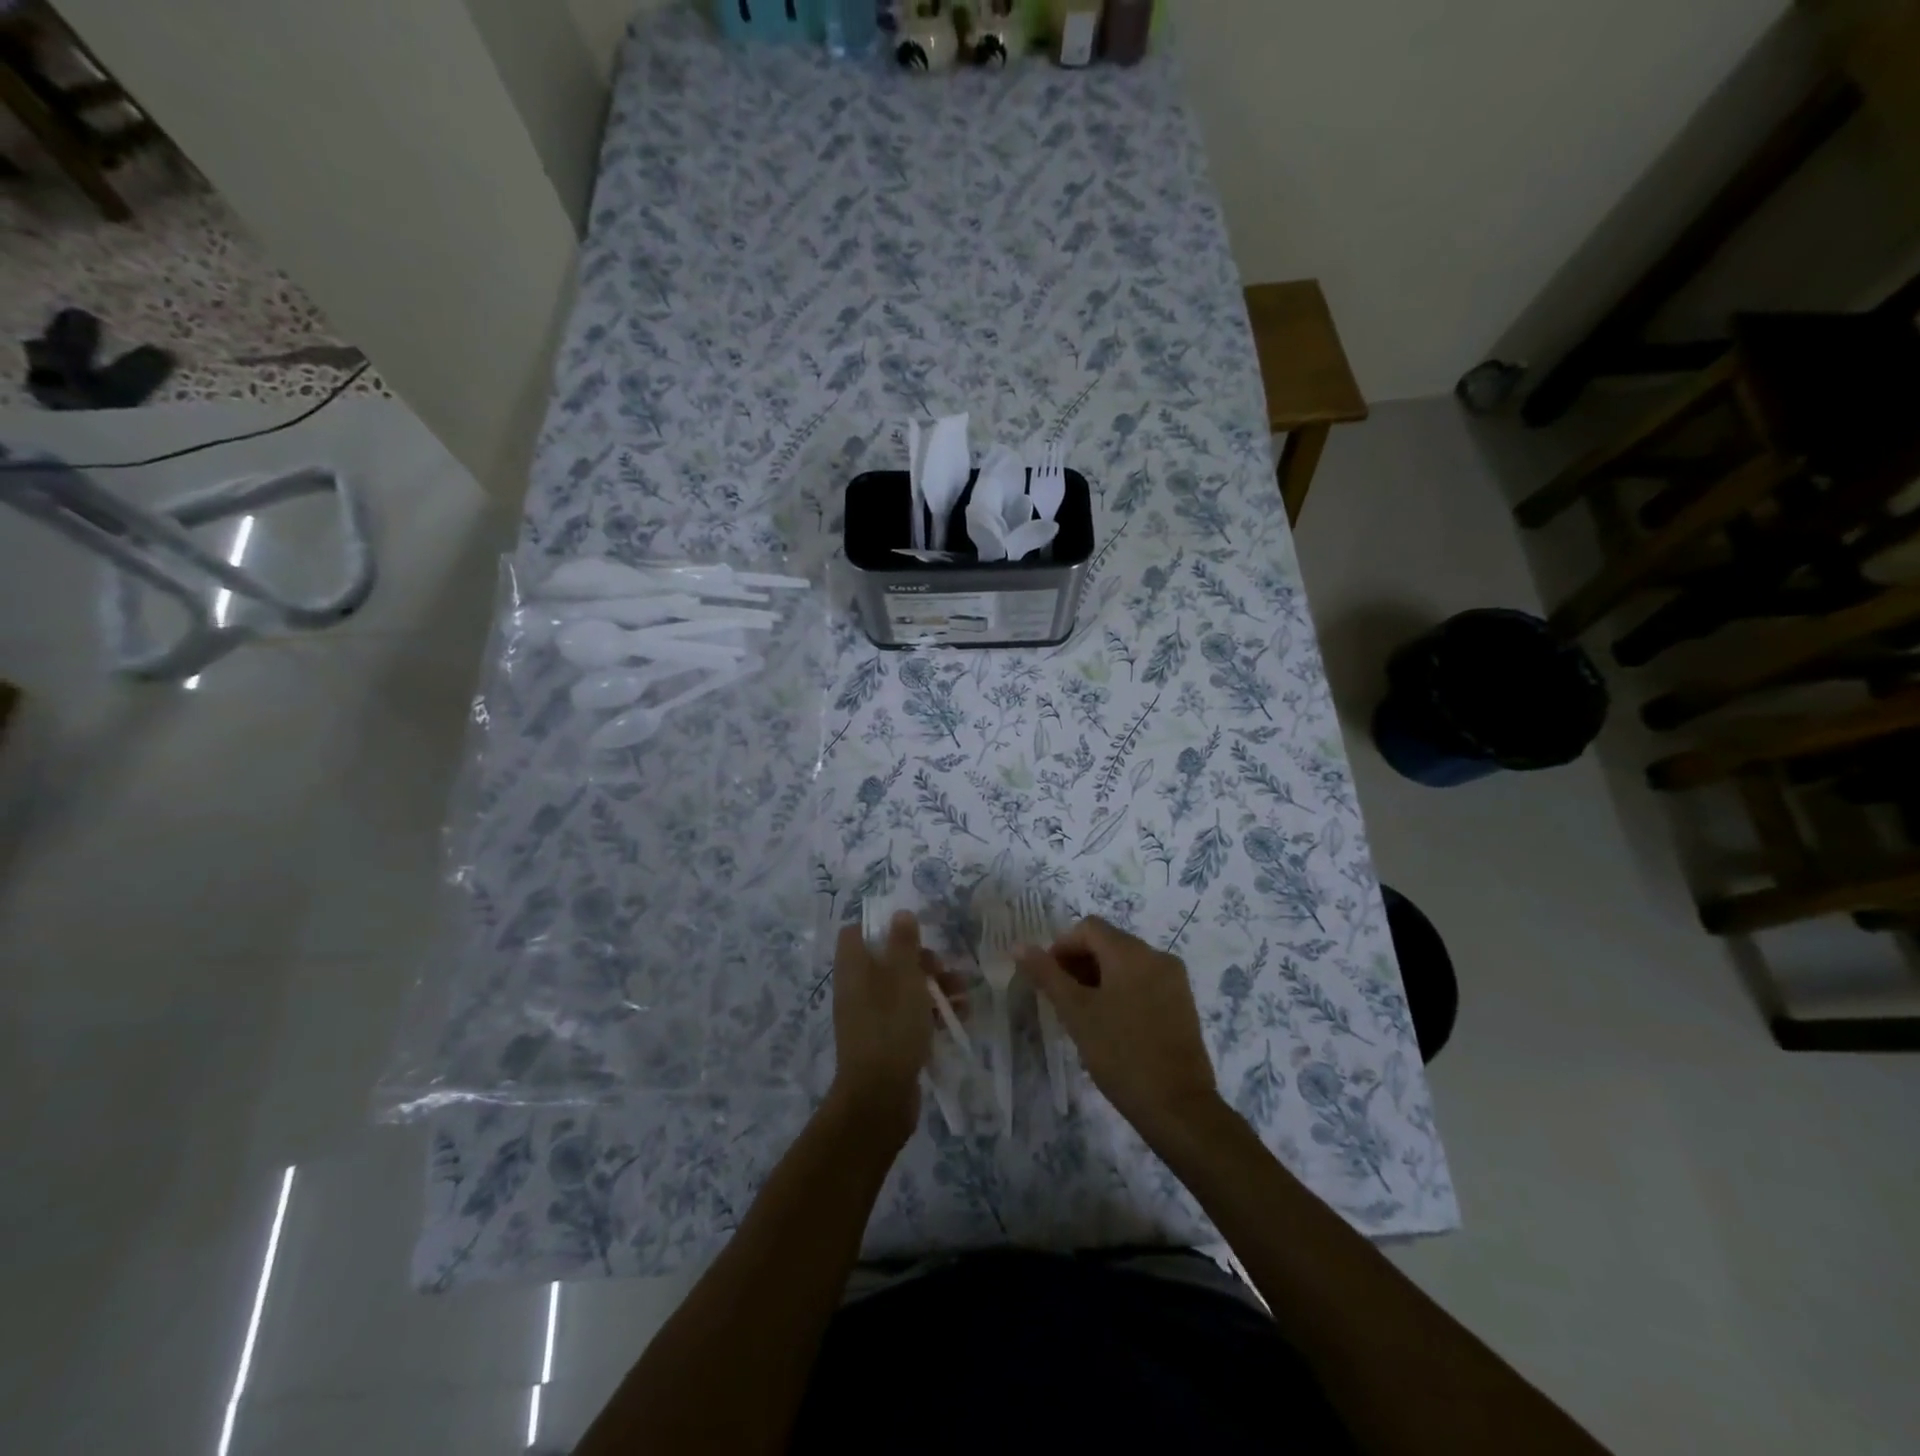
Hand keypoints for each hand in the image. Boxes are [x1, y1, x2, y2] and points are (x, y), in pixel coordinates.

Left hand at [828, 912, 948, 1139]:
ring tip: (964, 994)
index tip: (912, 930)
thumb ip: (903, 943)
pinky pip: (909, 1016)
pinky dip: (932, 1014)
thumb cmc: (890, 1027)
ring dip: (934, 987)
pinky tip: (960, 1017)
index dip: (881, 927)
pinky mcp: (886, 1041)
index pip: (855, 933)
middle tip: (944, 968)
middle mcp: (857, 989)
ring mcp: (871, 1017)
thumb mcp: (903, 977)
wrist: (879, 1099)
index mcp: (853, 969)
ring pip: (903, 989)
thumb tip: (900, 913)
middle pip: (887, 960)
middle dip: (921, 961)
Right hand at [1017, 916, 1220, 1137]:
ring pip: (1127, 964)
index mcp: (1131, 952)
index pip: (1088, 928)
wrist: (1178, 1107)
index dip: (1061, 947)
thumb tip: (1019, 946)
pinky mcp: (1183, 1004)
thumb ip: (1047, 975)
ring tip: (1083, 1014)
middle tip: (1061, 999)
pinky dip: (1122, 991)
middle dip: (1079, 963)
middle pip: (1108, 943)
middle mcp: (1157, 956)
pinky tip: (1111, 1024)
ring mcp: (1174, 980)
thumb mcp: (1076, 1013)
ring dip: (1099, 978)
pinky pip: (1144, 982)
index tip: (1047, 979)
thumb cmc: (1120, 1054)